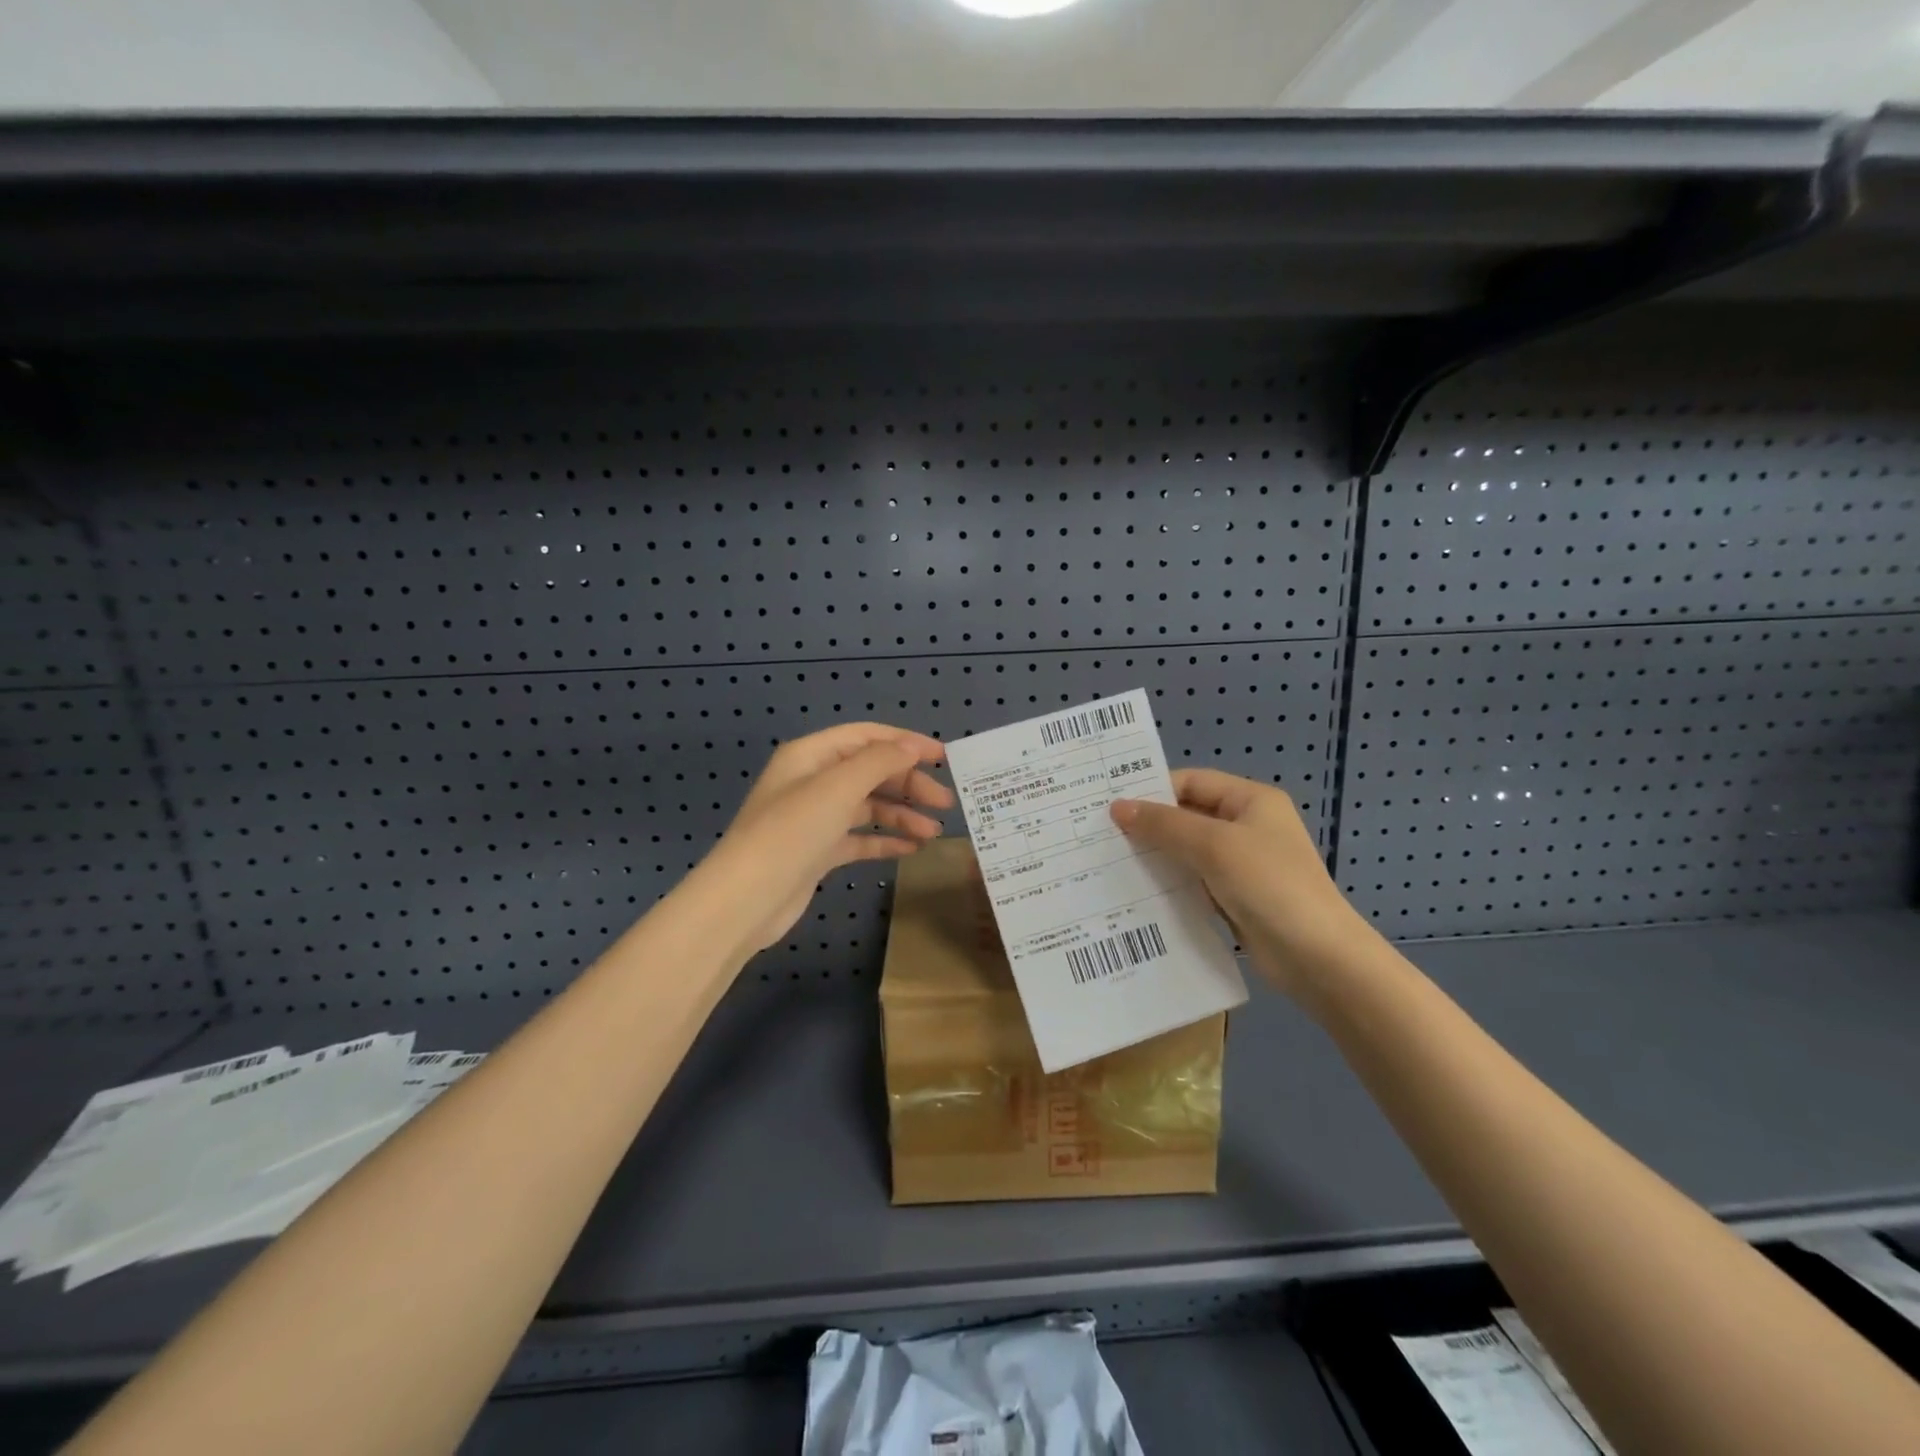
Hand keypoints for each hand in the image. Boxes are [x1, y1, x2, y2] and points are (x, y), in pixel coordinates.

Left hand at [693, 723, 953, 958]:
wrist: (747, 899)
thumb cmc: (792, 832)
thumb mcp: (838, 787)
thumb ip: (879, 762)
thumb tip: (911, 746)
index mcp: (811, 755)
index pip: (867, 737)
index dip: (906, 743)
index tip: (943, 758)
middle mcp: (813, 781)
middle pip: (871, 772)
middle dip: (909, 785)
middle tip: (945, 803)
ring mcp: (815, 818)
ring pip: (868, 807)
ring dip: (902, 815)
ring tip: (933, 832)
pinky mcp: (818, 851)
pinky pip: (859, 838)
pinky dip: (884, 840)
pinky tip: (911, 849)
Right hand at [1111, 770, 1371, 997]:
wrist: (1318, 958)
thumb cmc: (1269, 885)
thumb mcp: (1214, 846)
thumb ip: (1164, 825)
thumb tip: (1117, 807)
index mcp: (1251, 801)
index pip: (1191, 782)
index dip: (1152, 790)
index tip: (1110, 806)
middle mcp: (1247, 826)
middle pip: (1188, 815)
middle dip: (1149, 825)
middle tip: (1101, 834)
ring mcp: (1242, 864)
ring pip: (1188, 851)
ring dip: (1156, 856)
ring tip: (1109, 862)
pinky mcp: (1235, 897)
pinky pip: (1194, 881)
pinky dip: (1170, 883)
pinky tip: (1137, 892)